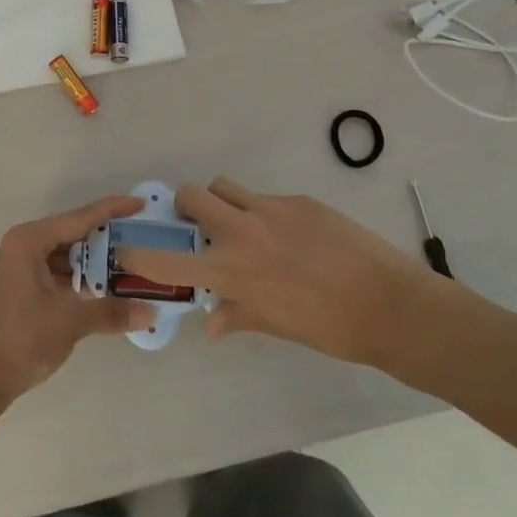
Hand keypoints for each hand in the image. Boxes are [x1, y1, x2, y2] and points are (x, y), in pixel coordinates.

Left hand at [0, 195, 156, 411]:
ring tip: (125, 269)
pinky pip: (52, 274)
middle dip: (103, 241)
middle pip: (70, 236)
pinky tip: (99, 291)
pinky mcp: (15, 290)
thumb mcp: (70, 321)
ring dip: (90, 264)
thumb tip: (151, 312)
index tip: (139, 203)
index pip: (78, 218)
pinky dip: (75, 280)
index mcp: (28, 241)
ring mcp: (15, 269)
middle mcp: (19, 247)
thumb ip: (110, 311)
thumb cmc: (21, 339)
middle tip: (138, 242)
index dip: (111, 210)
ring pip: (61, 257)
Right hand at [113, 177, 450, 373]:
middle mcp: (244, 233)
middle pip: (194, 196)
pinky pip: (266, 198)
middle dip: (186, 206)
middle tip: (198, 224)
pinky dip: (264, 212)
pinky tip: (290, 236)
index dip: (139, 254)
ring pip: (227, 187)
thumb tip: (210, 325)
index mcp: (234, 272)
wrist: (391, 305)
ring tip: (240, 223)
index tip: (125, 249)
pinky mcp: (299, 201)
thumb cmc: (330, 328)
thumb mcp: (277, 326)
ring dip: (222, 201)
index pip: (170, 261)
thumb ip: (238, 316)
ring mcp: (272, 210)